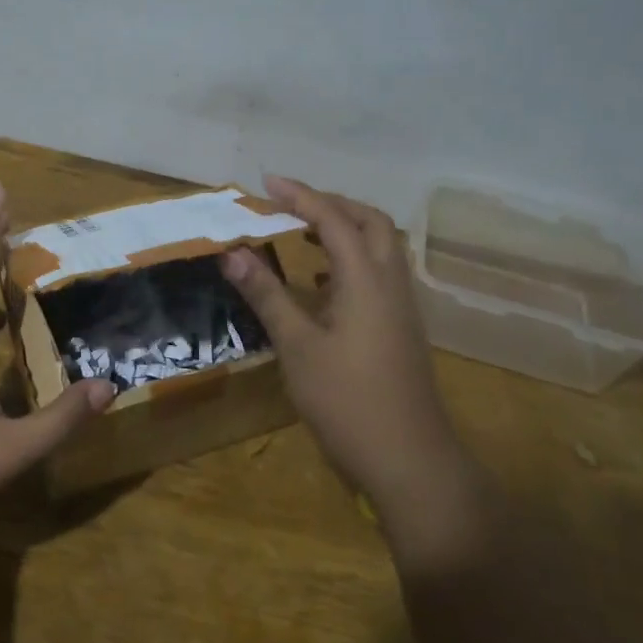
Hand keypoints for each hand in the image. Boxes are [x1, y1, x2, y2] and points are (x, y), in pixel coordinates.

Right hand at [220, 175, 456, 502]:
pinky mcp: (401, 329)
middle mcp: (391, 284)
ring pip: (380, 248)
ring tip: (302, 234)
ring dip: (345, 230)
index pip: (334, 220)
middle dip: (332, 204)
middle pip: (371, 222)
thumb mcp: (297, 347)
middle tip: (291, 205)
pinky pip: (379, 275)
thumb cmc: (347, 401)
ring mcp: (401, 307)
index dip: (301, 196)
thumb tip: (233, 253)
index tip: (268, 183)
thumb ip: (267, 295)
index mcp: (366, 280)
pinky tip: (320, 284)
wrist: (408, 459)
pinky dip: (350, 262)